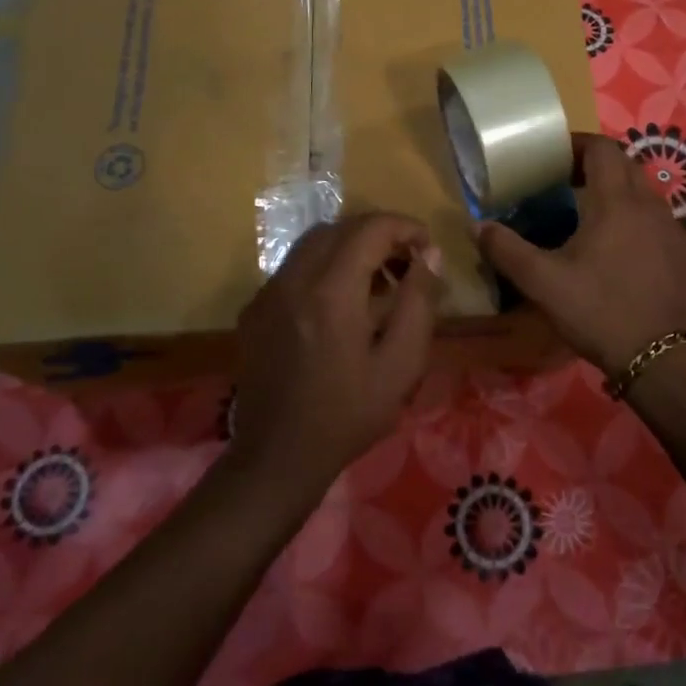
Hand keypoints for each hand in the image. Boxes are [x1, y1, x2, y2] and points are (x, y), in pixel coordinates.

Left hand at [231, 212, 441, 489]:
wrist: (277, 458)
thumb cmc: (347, 415)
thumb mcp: (400, 365)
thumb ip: (418, 302)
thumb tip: (430, 255)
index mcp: (331, 292)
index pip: (371, 228)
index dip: (406, 228)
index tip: (428, 250)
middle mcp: (294, 279)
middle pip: (341, 227)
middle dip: (380, 234)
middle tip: (408, 263)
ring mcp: (268, 292)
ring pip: (314, 242)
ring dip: (351, 247)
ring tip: (378, 281)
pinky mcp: (255, 308)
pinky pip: (294, 267)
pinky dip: (324, 267)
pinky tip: (340, 304)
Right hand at [475, 133, 685, 378]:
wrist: (665, 361)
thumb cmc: (601, 312)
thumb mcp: (543, 283)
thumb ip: (506, 250)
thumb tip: (476, 226)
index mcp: (617, 202)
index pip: (603, 148)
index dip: (577, 144)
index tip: (554, 157)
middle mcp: (652, 206)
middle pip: (626, 166)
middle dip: (596, 166)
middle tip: (566, 184)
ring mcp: (676, 232)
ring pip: (646, 195)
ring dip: (619, 194)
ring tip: (592, 218)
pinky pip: (660, 225)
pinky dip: (639, 223)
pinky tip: (623, 255)